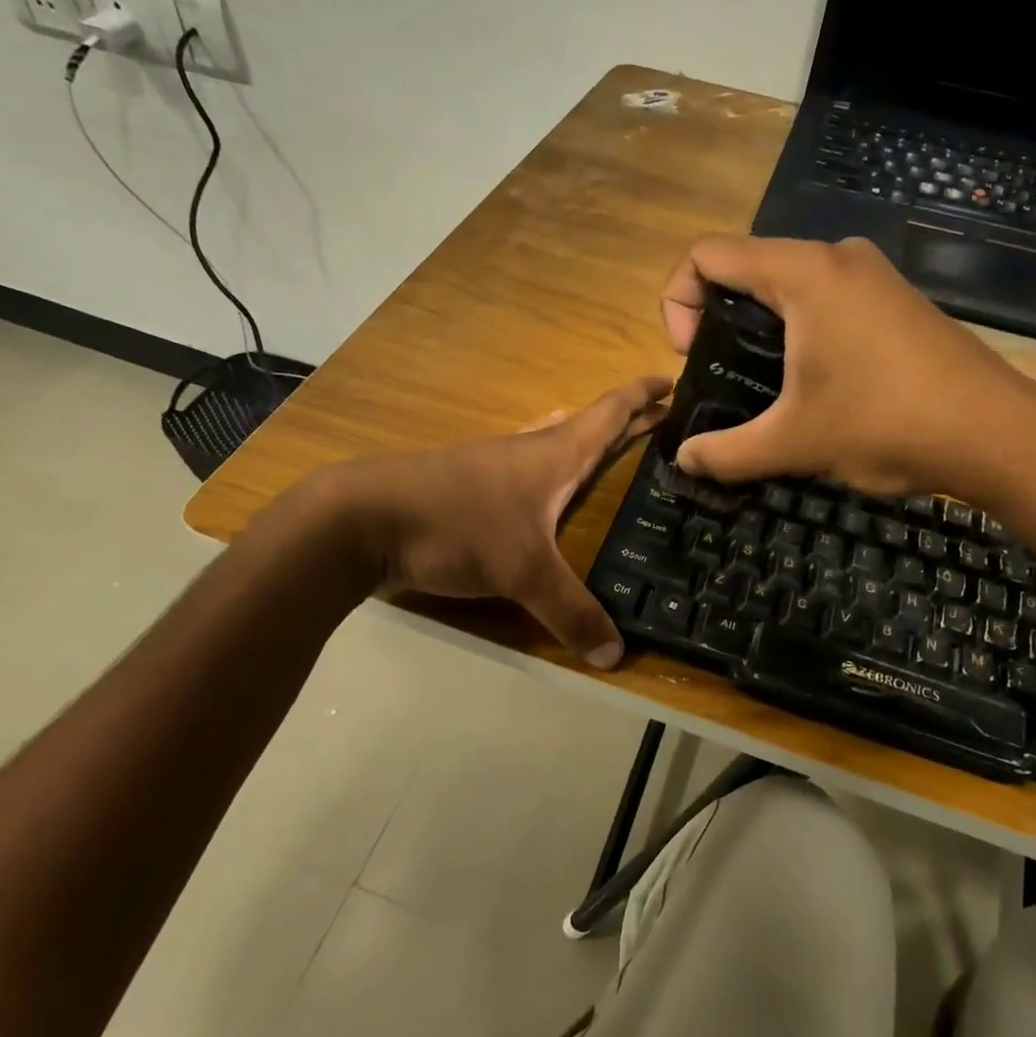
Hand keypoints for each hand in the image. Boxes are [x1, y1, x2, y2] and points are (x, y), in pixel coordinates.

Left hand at [324, 377, 670, 667]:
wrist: (362, 519)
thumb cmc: (457, 525)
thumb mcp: (523, 572)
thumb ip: (572, 612)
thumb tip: (616, 656)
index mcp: (555, 454)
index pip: (610, 412)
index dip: (643, 395)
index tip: (673, 380)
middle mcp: (528, 451)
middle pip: (586, 425)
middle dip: (624, 422)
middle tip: (659, 424)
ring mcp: (493, 467)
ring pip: (551, 445)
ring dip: (583, 443)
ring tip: (608, 452)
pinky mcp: (467, 489)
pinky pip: (524, 472)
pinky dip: (548, 474)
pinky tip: (542, 494)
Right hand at [659, 236, 1035, 500]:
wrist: (996, 434)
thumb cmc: (886, 424)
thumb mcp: (794, 443)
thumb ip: (727, 452)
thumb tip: (684, 461)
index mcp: (804, 273)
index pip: (709, 254)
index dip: (679, 301)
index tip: (691, 356)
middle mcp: (837, 257)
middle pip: (747, 266)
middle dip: (718, 318)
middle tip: (723, 376)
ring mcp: (872, 275)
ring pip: (788, 284)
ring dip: (760, 328)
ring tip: (765, 387)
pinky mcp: (895, 299)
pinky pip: (825, 299)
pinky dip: (800, 330)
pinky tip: (815, 383)